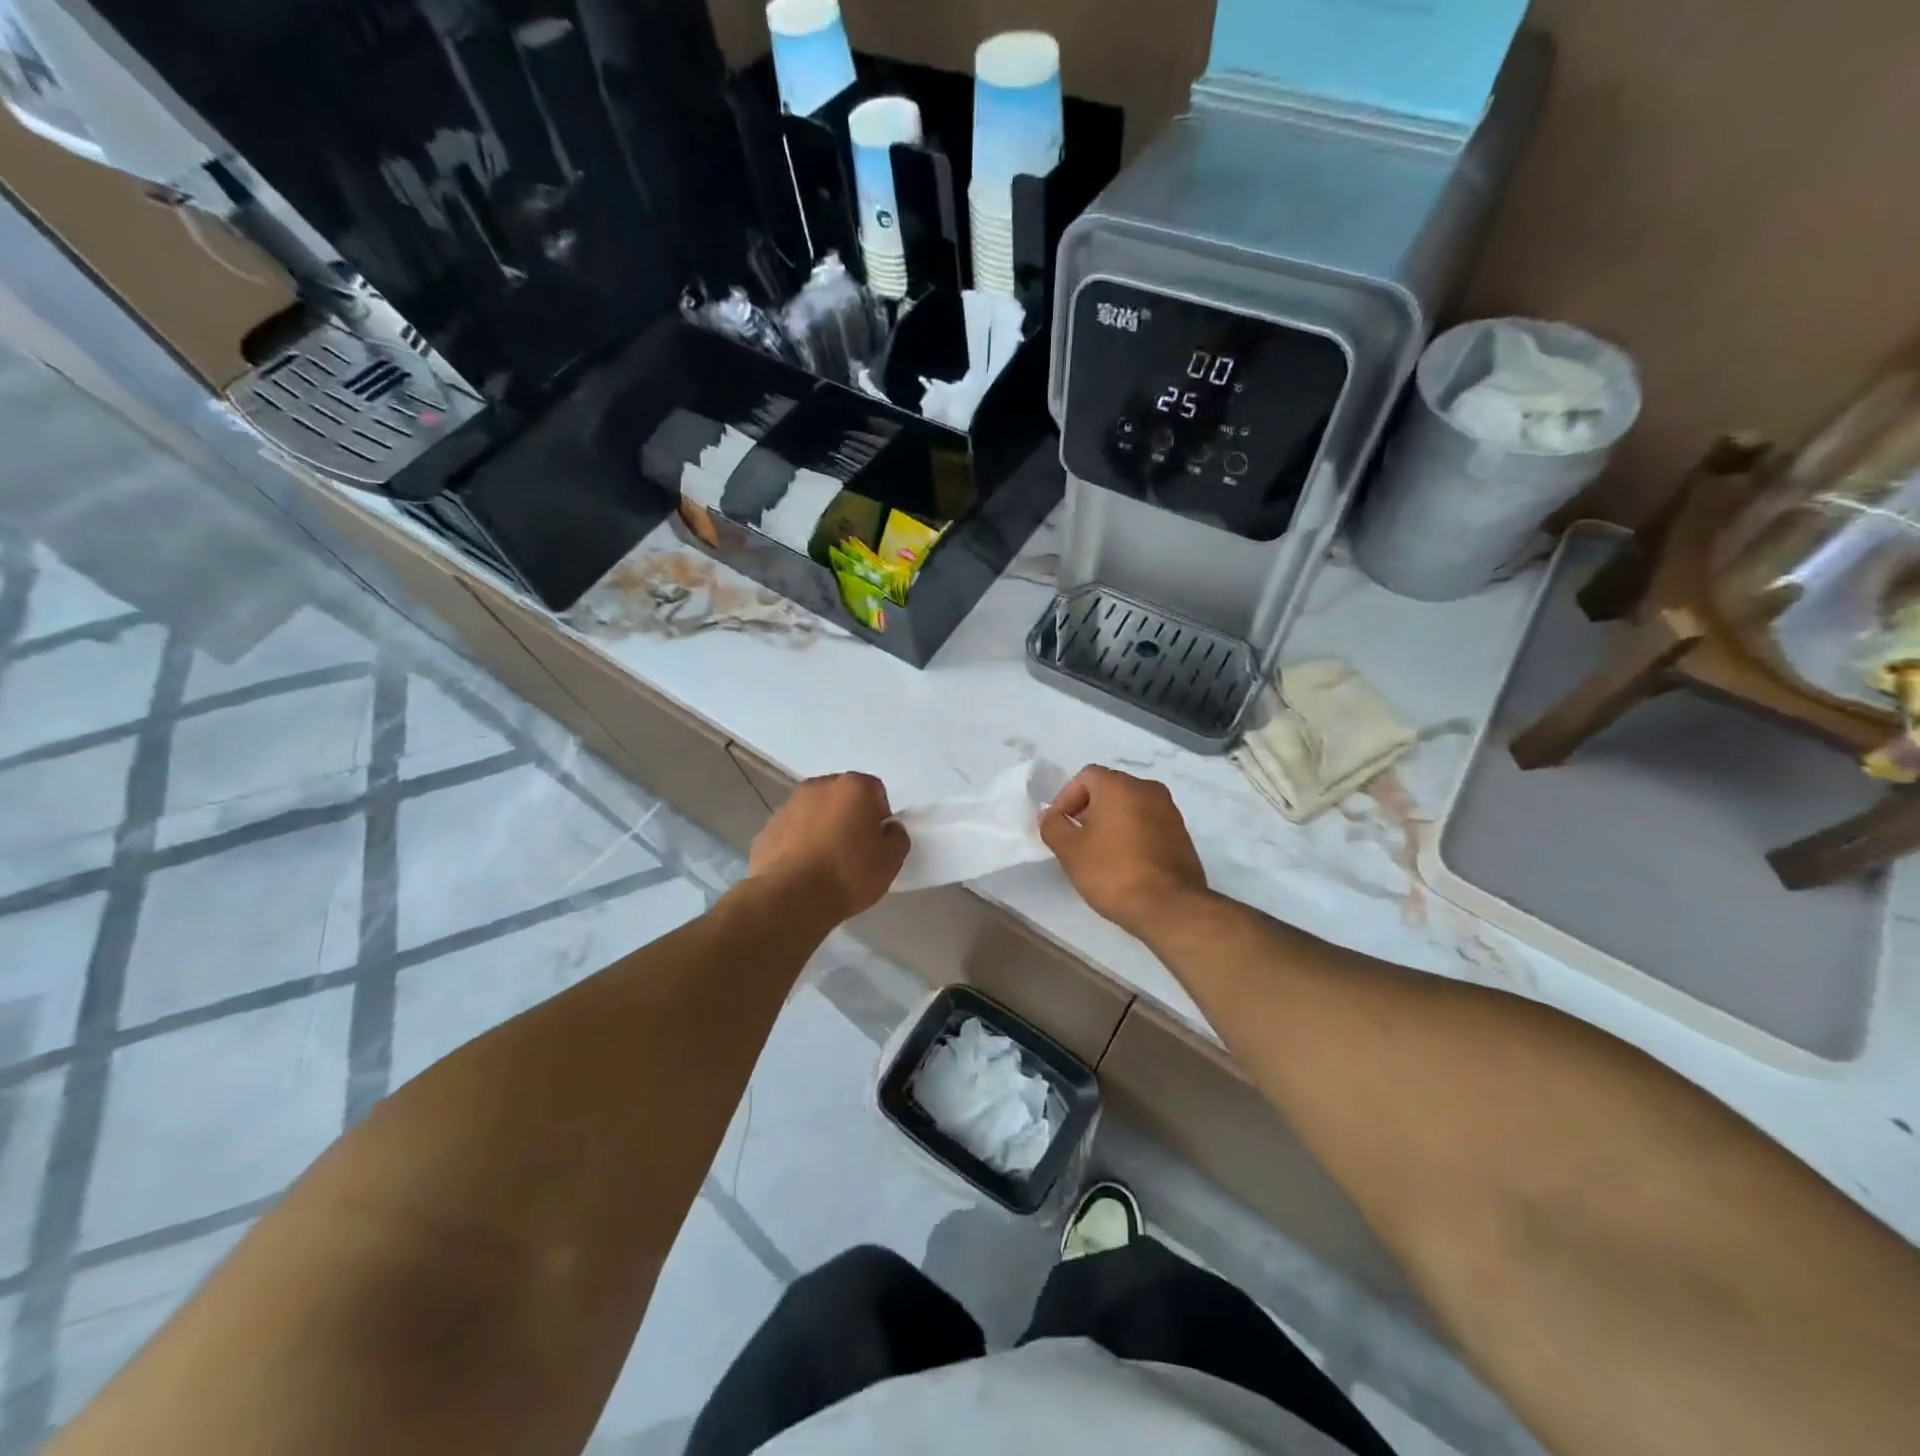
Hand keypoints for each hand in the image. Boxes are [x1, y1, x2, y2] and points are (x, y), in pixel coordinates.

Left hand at [749, 773, 908, 922]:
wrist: (790, 898)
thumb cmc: (848, 873)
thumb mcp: (891, 860)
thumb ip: (896, 837)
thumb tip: (887, 829)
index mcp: (853, 787)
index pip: (876, 793)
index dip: (879, 818)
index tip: (876, 844)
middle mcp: (819, 786)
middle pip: (842, 798)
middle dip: (849, 818)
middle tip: (853, 852)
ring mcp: (788, 806)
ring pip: (815, 813)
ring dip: (822, 829)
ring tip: (825, 865)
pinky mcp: (766, 829)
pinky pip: (792, 833)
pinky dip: (799, 845)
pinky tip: (803, 872)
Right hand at [1039, 766, 1208, 940]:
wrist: (1170, 907)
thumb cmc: (1113, 871)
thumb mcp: (1069, 850)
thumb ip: (1053, 826)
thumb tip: (1051, 816)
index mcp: (1120, 785)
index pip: (1085, 777)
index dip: (1065, 798)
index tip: (1059, 827)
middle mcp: (1148, 789)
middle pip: (1109, 790)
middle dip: (1088, 810)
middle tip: (1076, 840)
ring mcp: (1170, 812)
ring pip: (1130, 807)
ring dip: (1111, 824)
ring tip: (1099, 854)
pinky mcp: (1182, 835)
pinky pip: (1148, 825)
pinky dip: (1132, 835)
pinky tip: (1124, 864)